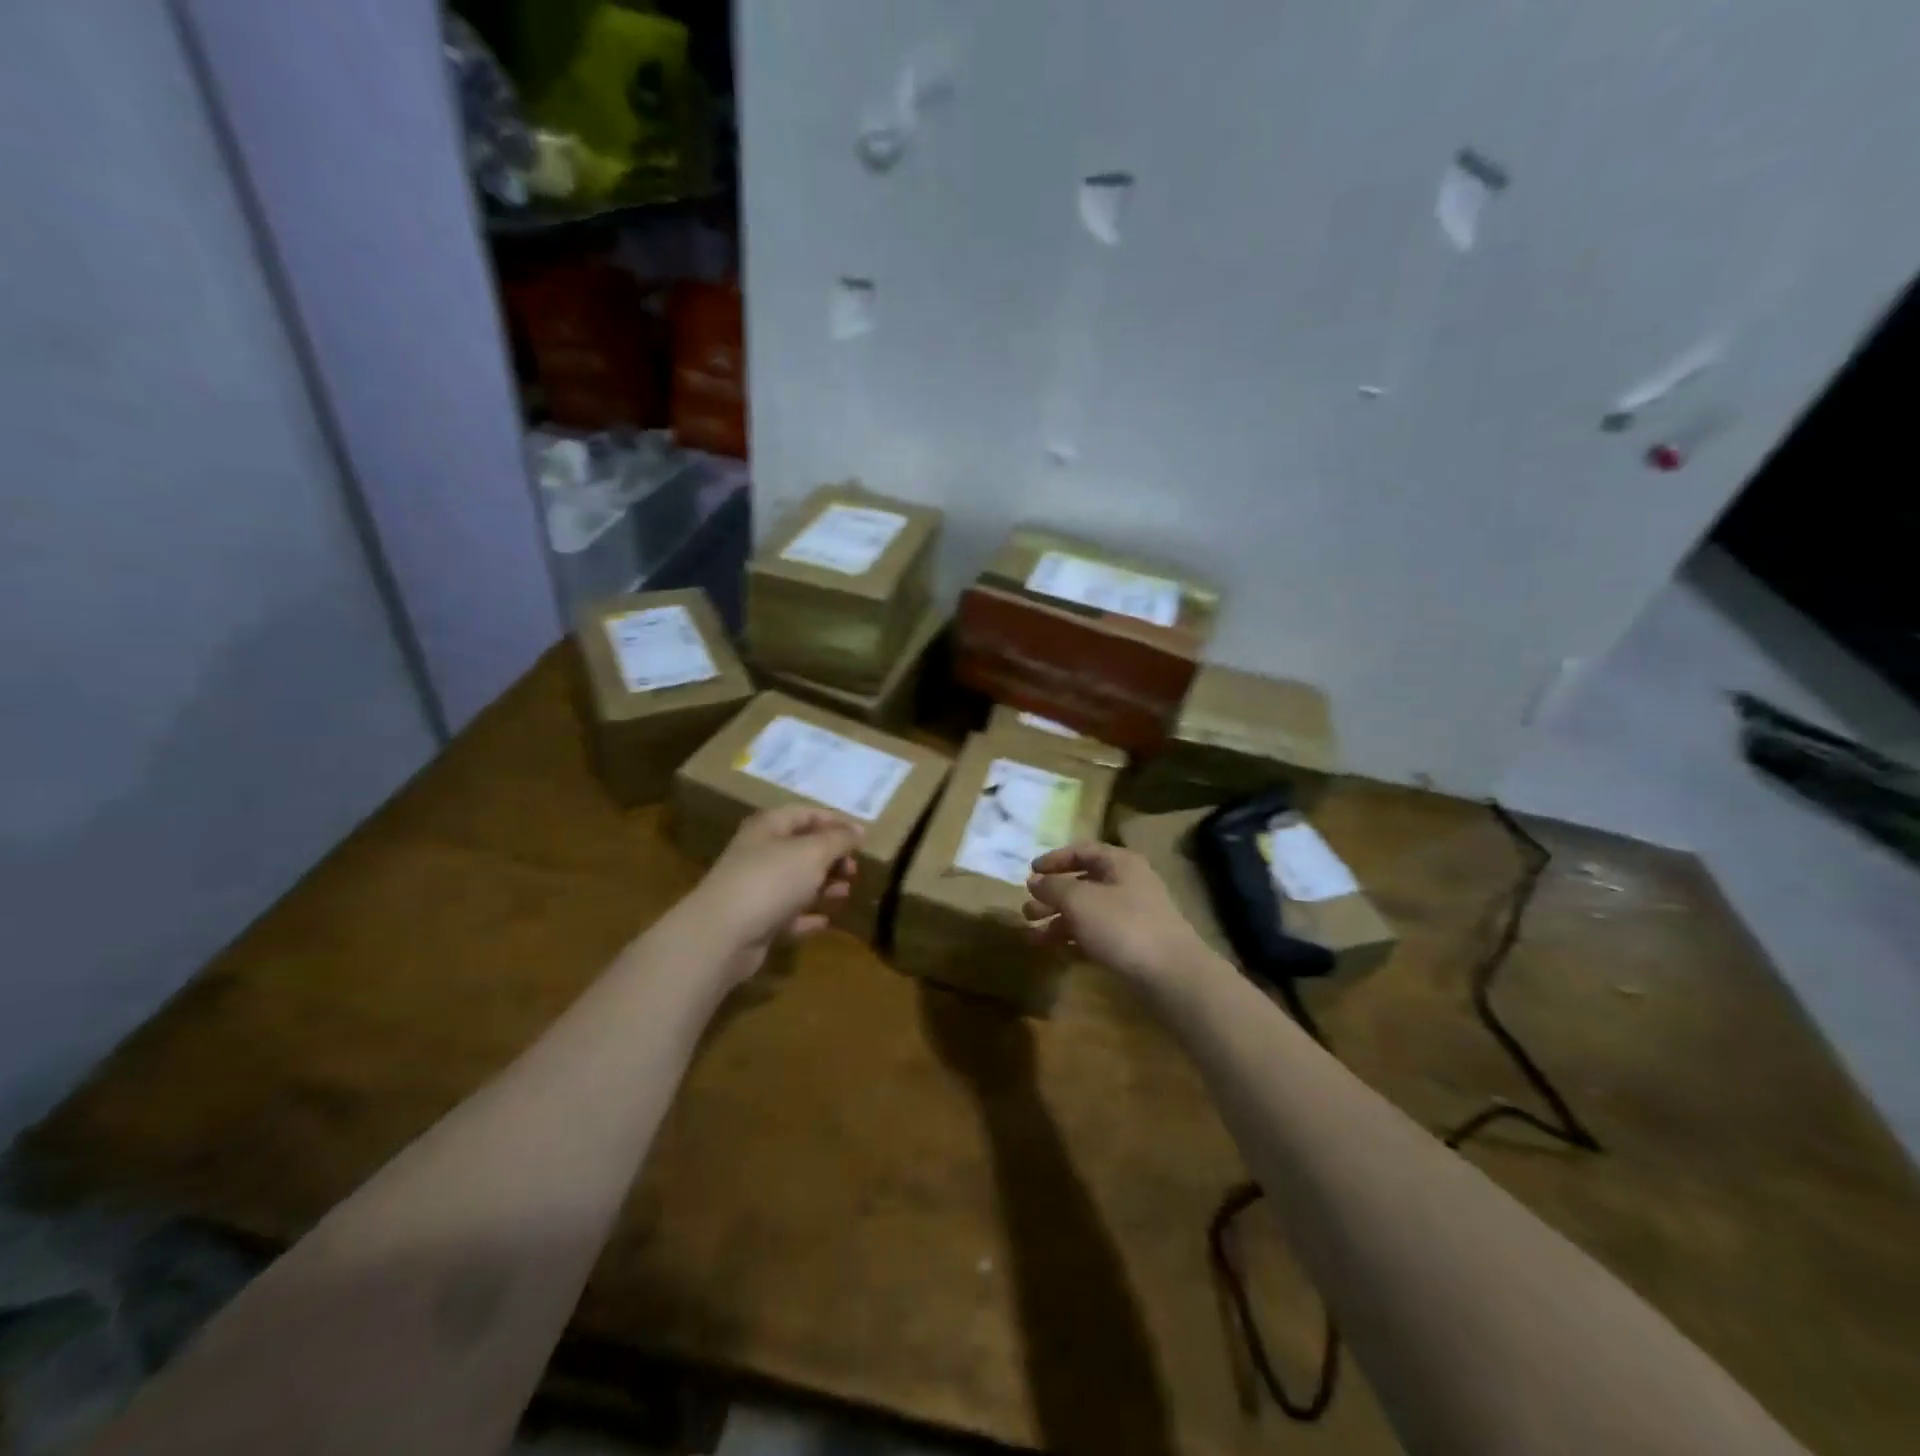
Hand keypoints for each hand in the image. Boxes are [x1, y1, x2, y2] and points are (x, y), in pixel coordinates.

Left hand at [688, 806, 860, 978]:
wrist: (722, 935)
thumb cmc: (771, 880)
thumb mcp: (812, 852)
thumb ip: (838, 840)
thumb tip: (858, 830)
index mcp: (768, 827)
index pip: (805, 813)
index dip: (835, 821)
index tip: (862, 836)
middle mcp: (759, 853)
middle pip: (801, 848)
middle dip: (831, 856)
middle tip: (854, 869)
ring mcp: (755, 888)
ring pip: (796, 881)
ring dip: (823, 885)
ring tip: (846, 892)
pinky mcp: (755, 921)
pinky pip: (787, 914)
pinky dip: (806, 916)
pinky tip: (825, 920)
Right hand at [1022, 842, 1211, 984]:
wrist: (1171, 975)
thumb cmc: (1122, 925)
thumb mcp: (1079, 900)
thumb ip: (1053, 887)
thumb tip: (1035, 880)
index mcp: (1120, 863)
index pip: (1082, 851)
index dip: (1054, 859)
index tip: (1030, 872)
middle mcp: (1128, 884)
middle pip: (1083, 883)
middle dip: (1052, 896)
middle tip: (1027, 911)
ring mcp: (1133, 916)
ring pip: (1088, 912)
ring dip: (1059, 921)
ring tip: (1032, 936)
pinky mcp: (1134, 946)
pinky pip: (1097, 936)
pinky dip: (1075, 940)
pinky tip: (1056, 951)